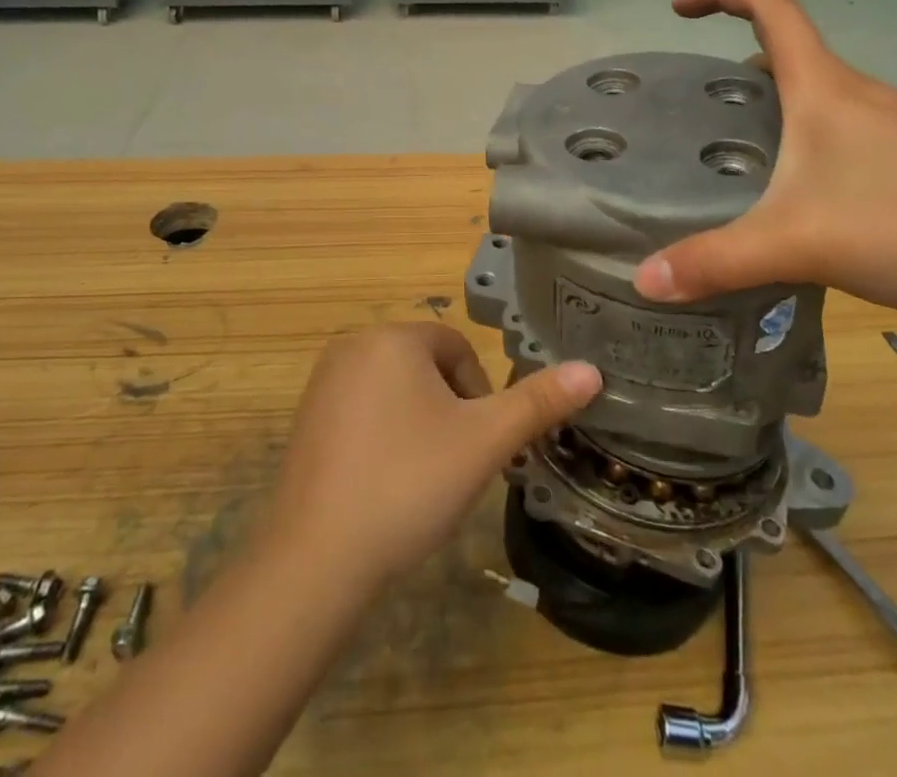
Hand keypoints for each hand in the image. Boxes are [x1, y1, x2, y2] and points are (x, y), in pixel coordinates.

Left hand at [264, 324, 601, 585]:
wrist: (317, 558)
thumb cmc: (410, 483)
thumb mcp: (484, 442)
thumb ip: (538, 402)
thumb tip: (591, 369)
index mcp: (394, 337)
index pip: (456, 349)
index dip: (478, 395)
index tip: (478, 443)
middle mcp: (353, 345)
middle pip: (424, 367)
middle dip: (448, 410)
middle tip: (452, 465)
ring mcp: (323, 382)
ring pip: (394, 391)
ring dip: (418, 424)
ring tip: (420, 479)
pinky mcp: (305, 419)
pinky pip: (361, 412)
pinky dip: (382, 438)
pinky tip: (383, 486)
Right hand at [633, 0, 896, 318]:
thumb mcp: (800, 243)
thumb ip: (717, 262)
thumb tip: (644, 282)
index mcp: (824, 88)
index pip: (770, 4)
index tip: (678, 11)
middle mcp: (856, 93)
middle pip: (787, 50)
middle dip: (734, 64)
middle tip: (696, 109)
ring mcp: (889, 124)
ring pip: (814, 94)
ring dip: (770, 104)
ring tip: (735, 153)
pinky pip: (838, 127)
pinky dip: (802, 138)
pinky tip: (799, 195)